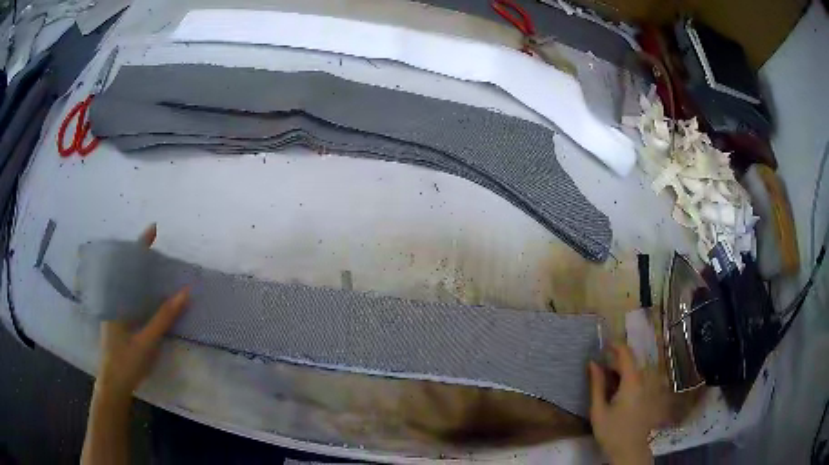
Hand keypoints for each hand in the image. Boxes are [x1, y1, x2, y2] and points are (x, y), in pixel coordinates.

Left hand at [95, 223, 188, 398]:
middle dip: (140, 258)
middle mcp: (113, 300)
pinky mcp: (119, 322)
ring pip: (128, 286)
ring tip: (157, 268)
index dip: (140, 247)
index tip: (153, 229)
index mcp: (115, 300)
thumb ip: (164, 317)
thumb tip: (185, 293)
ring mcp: (115, 312)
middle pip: (126, 271)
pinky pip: (130, 298)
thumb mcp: (147, 340)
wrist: (114, 385)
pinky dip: (141, 291)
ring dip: (141, 275)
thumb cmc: (126, 361)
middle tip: (158, 250)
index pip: (127, 265)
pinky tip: (150, 295)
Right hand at [589, 344, 652, 464]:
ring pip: (634, 370)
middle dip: (615, 360)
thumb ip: (596, 385)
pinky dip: (626, 378)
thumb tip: (593, 363)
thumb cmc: (612, 431)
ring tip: (604, 379)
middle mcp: (644, 380)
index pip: (626, 353)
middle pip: (631, 361)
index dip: (615, 345)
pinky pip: (638, 379)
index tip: (602, 343)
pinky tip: (615, 390)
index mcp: (632, 382)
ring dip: (620, 370)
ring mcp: (648, 388)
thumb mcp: (599, 410)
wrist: (629, 450)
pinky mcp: (648, 395)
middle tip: (598, 366)